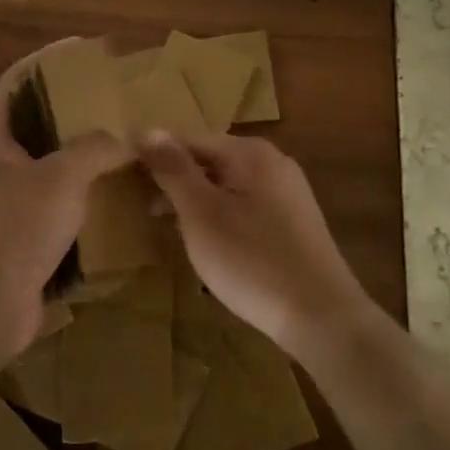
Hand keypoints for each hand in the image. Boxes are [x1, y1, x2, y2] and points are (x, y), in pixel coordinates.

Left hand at [0, 43, 130, 358]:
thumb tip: (126, 140)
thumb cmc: (16, 227)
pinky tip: (113, 198)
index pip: (14, 83)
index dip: (43, 60)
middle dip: (68, 111)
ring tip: (119, 147)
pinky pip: (57, 207)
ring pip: (48, 168)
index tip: (79, 50)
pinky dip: (82, 198)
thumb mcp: (61, 177)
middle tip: (109, 103)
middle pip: (33, 125)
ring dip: (79, 158)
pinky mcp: (22, 239)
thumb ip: (95, 149)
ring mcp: (7, 205)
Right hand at [138, 131, 369, 356]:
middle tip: (141, 205)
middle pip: (210, 160)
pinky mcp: (293, 223)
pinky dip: (219, 216)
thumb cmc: (253, 261)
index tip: (126, 177)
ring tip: (165, 225)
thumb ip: (174, 170)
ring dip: (195, 201)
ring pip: (227, 186)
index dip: (155, 156)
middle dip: (175, 180)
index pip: (190, 139)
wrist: (323, 319)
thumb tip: (146, 130)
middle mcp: (273, 163)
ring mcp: (287, 193)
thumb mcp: (201, 214)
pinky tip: (206, 242)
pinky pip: (244, 206)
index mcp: (251, 153)